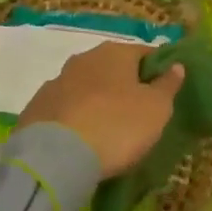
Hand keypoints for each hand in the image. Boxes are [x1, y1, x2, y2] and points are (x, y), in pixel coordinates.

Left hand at [18, 41, 184, 177]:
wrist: (55, 156)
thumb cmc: (117, 126)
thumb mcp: (156, 109)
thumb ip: (167, 85)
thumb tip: (176, 65)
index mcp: (115, 53)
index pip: (144, 53)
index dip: (156, 70)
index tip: (163, 91)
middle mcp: (84, 59)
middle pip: (112, 68)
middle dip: (123, 85)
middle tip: (136, 112)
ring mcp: (56, 82)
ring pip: (85, 87)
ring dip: (96, 101)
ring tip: (106, 129)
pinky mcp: (35, 107)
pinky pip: (64, 109)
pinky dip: (74, 118)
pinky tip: (80, 139)